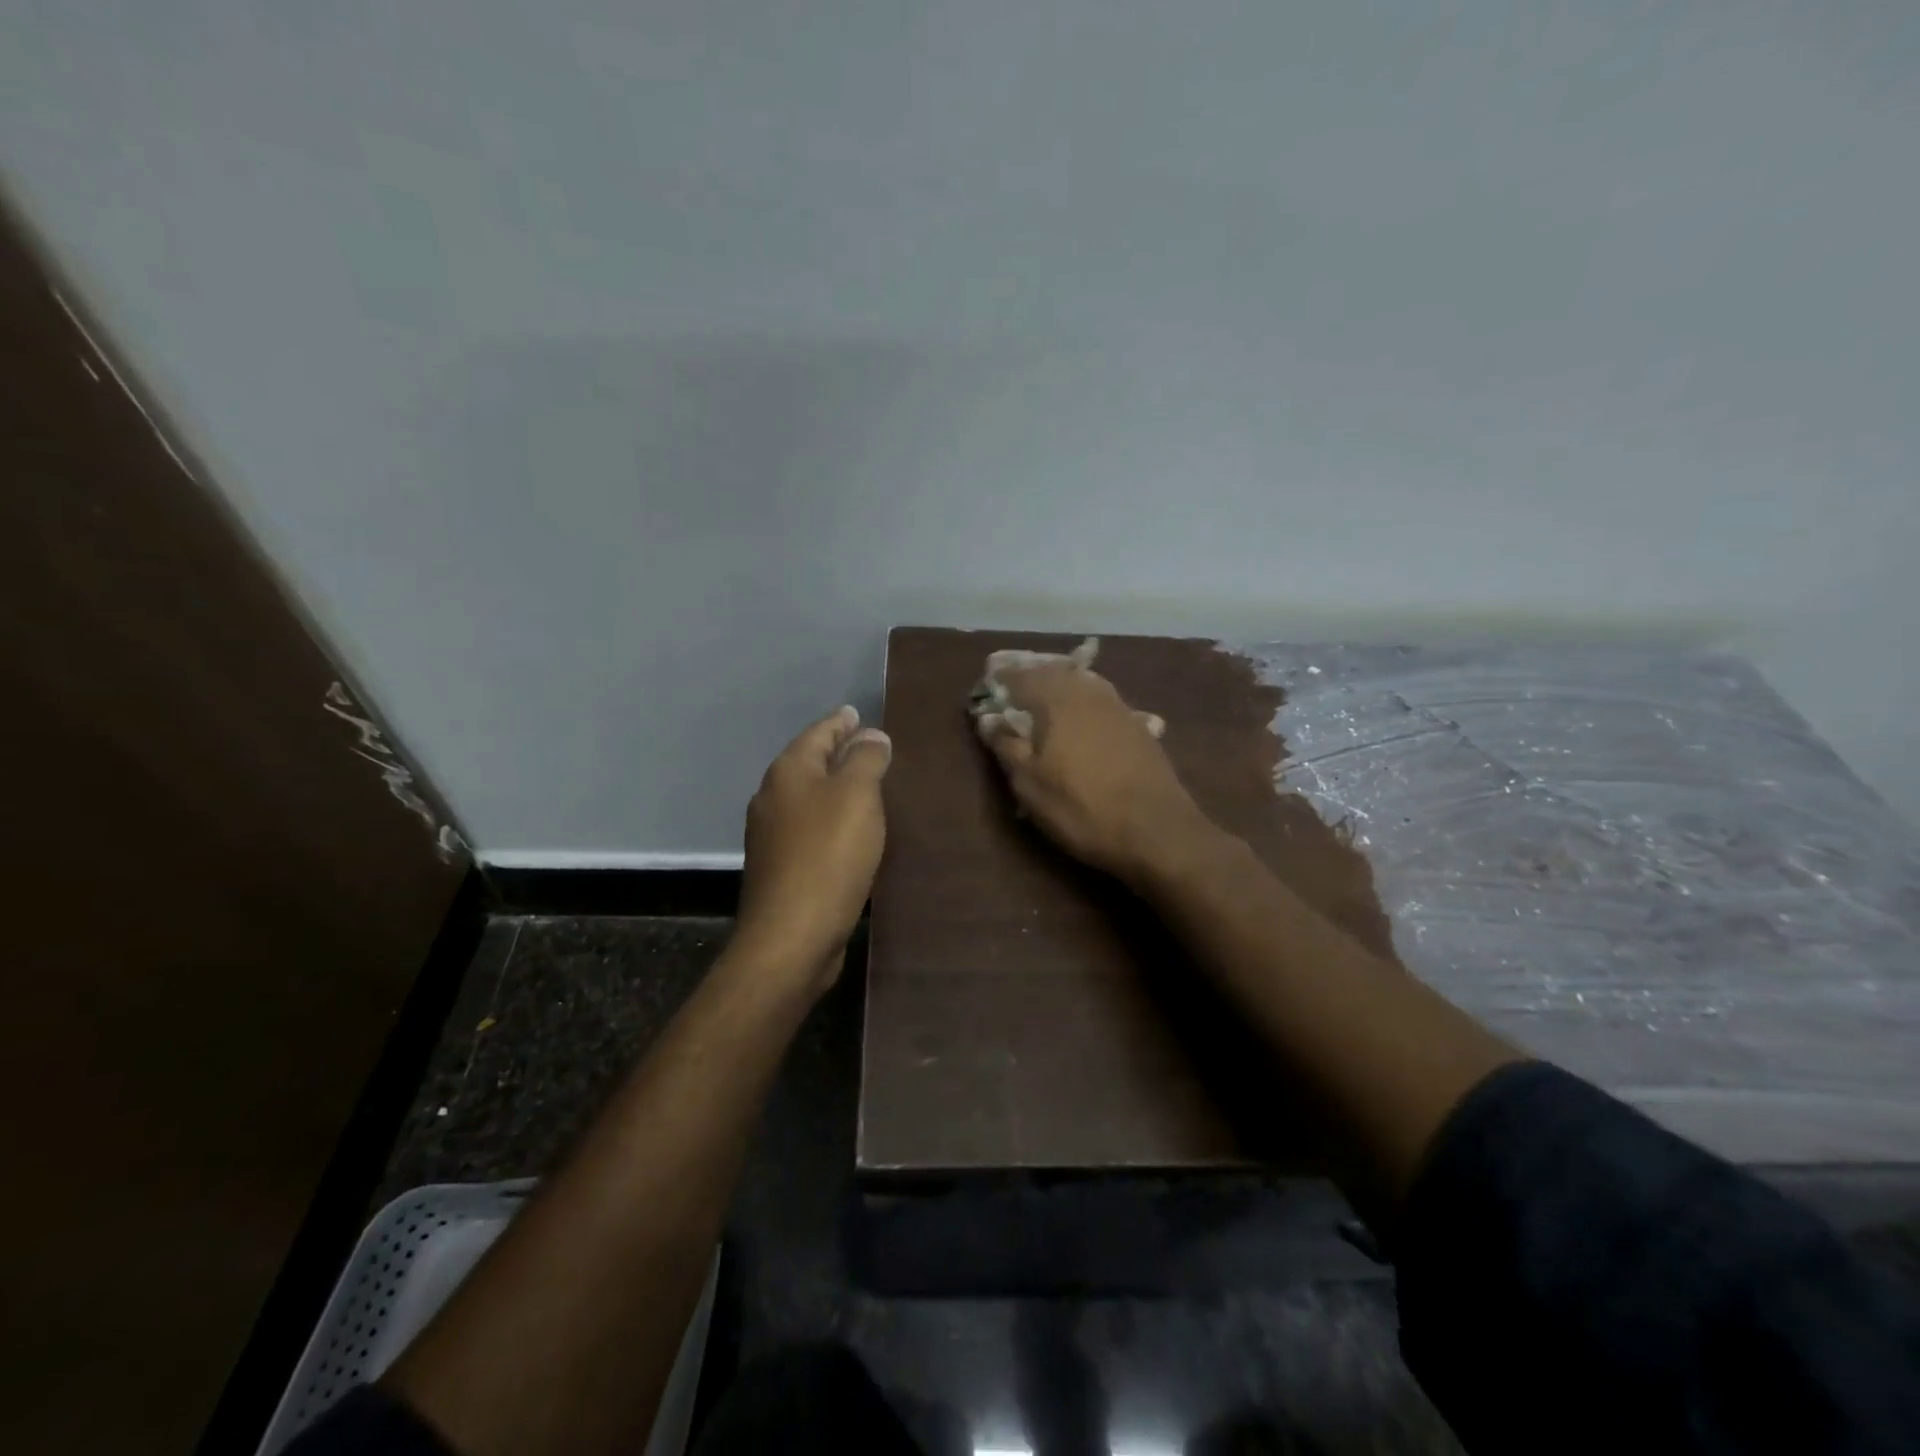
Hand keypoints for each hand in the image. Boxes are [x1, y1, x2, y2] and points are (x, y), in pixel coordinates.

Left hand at [735, 706, 891, 992]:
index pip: (818, 733)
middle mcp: (772, 797)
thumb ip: (866, 759)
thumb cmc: (828, 854)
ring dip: (833, 787)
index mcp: (788, 772)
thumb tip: (871, 735)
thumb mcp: (857, 796)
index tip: (857, 713)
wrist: (792, 934)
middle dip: (835, 752)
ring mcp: (771, 834)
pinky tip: (847, 828)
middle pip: (808, 763)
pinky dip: (829, 818)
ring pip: (807, 796)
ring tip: (863, 784)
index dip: (840, 722)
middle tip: (867, 745)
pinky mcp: (780, 866)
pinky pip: (809, 827)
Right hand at [974, 658, 1204, 881]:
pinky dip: (1086, 702)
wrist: (1157, 831)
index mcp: (1058, 700)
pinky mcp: (1140, 727)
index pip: (1021, 676)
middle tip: (1013, 684)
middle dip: (1032, 674)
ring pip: (1083, 683)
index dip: (1001, 679)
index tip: (986, 686)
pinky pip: (1104, 701)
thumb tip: (987, 718)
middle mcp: (1089, 693)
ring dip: (1061, 683)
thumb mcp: (1030, 785)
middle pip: (1055, 671)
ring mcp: (1120, 708)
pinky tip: (1085, 716)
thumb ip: (1007, 746)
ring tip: (1045, 696)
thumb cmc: (1082, 808)